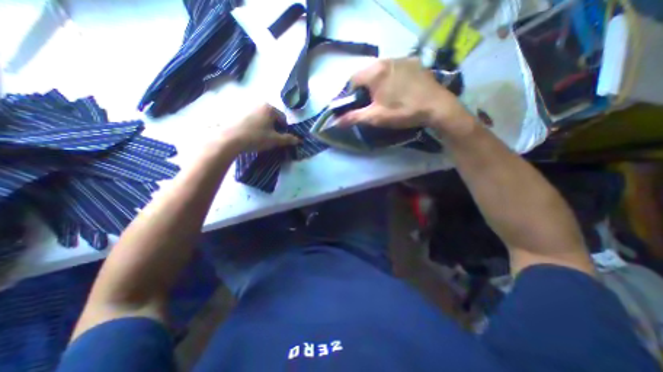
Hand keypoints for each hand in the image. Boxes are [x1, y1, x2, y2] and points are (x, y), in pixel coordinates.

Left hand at [220, 103, 299, 152]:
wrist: (230, 139)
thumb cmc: (257, 137)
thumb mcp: (275, 140)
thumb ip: (288, 139)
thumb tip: (299, 140)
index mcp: (270, 108)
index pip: (283, 119)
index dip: (284, 129)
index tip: (280, 138)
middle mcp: (259, 104)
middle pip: (272, 117)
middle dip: (274, 127)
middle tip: (271, 138)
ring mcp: (247, 107)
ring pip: (261, 118)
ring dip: (264, 126)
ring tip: (260, 137)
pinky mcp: (237, 112)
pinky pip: (251, 118)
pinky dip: (254, 125)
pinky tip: (250, 134)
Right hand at [338, 58, 473, 136]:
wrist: (436, 108)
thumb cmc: (402, 112)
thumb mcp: (375, 117)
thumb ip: (353, 118)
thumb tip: (334, 122)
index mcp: (375, 72)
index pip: (353, 80)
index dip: (350, 94)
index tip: (355, 105)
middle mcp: (387, 60)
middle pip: (366, 73)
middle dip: (364, 88)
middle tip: (369, 103)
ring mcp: (402, 59)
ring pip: (381, 70)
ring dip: (377, 82)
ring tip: (384, 97)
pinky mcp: (414, 63)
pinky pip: (395, 68)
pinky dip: (391, 77)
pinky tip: (397, 90)